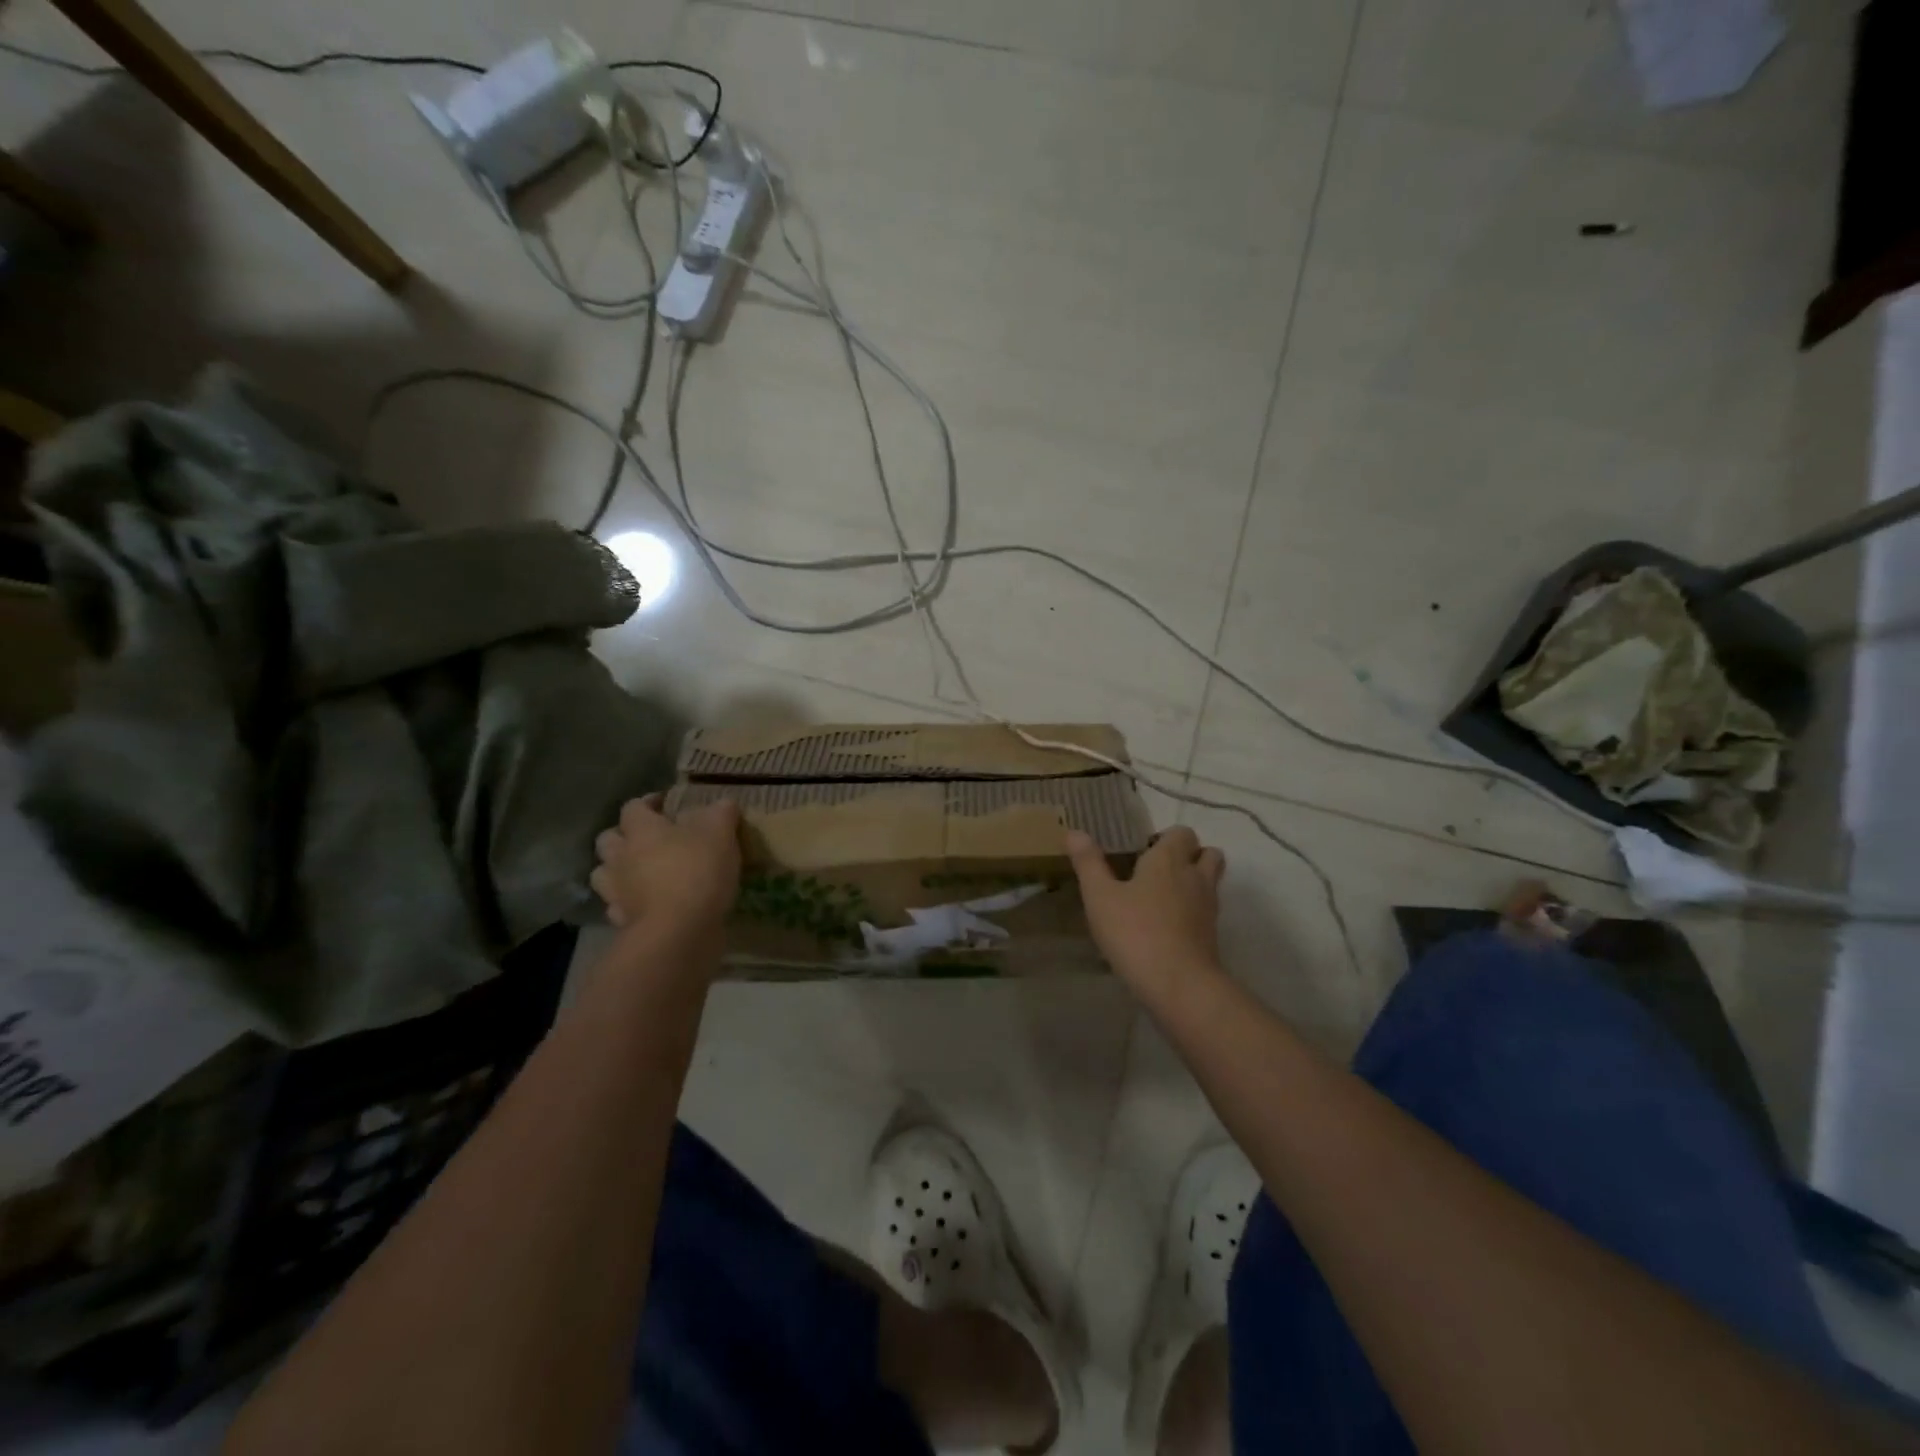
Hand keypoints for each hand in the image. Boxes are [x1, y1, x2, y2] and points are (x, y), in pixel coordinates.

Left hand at [591, 796, 742, 954]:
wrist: (678, 932)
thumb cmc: (697, 871)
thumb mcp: (720, 832)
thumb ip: (721, 813)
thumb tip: (722, 804)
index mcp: (641, 830)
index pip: (633, 807)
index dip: (648, 803)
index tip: (665, 805)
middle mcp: (621, 857)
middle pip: (608, 840)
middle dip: (624, 836)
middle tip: (649, 840)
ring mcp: (616, 892)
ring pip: (604, 874)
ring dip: (618, 870)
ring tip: (642, 873)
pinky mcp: (621, 922)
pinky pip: (618, 907)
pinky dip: (628, 903)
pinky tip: (647, 905)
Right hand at [1066, 827, 1225, 997]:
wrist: (1179, 985)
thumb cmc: (1135, 932)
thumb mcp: (1100, 897)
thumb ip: (1089, 863)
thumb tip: (1075, 832)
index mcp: (1169, 860)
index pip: (1182, 833)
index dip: (1166, 837)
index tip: (1142, 851)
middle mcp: (1195, 877)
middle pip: (1208, 853)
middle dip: (1189, 855)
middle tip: (1157, 871)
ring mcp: (1208, 907)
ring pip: (1210, 882)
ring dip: (1194, 882)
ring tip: (1161, 897)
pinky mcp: (1212, 935)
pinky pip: (1206, 911)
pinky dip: (1193, 911)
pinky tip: (1167, 926)